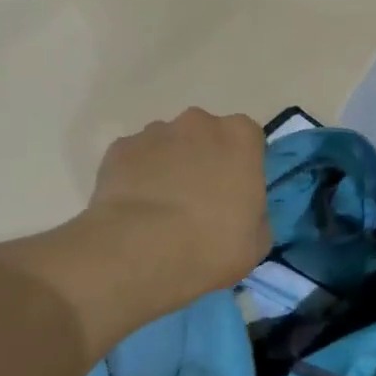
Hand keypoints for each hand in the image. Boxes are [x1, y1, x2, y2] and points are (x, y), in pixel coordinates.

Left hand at [83, 106, 269, 316]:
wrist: (143, 252)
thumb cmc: (213, 246)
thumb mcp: (257, 241)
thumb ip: (254, 213)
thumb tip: (239, 211)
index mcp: (240, 138)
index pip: (247, 140)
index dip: (240, 166)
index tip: (235, 194)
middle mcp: (199, 123)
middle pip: (204, 136)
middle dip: (202, 160)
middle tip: (198, 202)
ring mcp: (154, 132)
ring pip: (167, 146)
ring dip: (168, 168)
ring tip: (160, 210)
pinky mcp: (119, 148)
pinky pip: (134, 160)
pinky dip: (136, 177)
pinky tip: (134, 210)